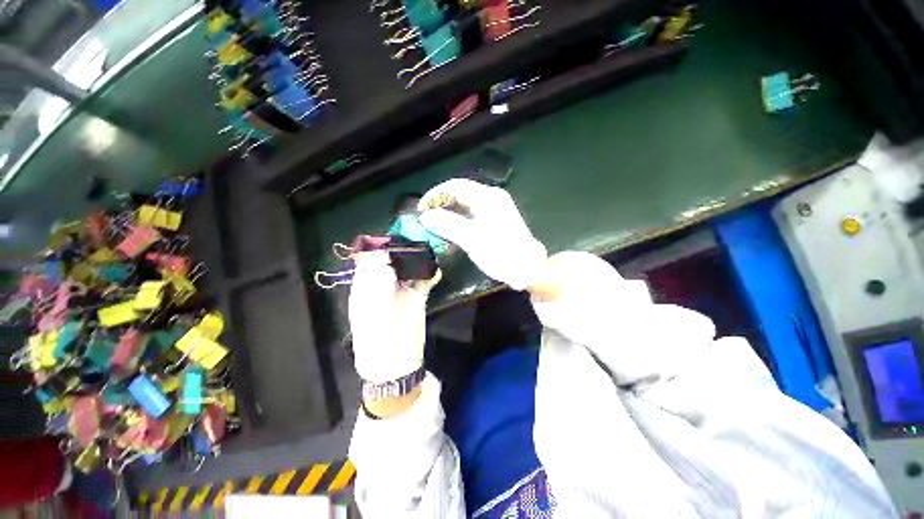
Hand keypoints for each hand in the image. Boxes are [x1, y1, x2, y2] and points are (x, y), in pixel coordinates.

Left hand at [348, 250, 440, 383]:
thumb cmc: (376, 344)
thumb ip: (377, 288)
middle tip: (416, 239)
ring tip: (428, 248)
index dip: (379, 247)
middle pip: (392, 261)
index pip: (369, 260)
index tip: (393, 238)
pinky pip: (424, 281)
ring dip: (418, 259)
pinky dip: (430, 274)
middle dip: (402, 249)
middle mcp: (383, 285)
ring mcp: (402, 290)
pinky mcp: (417, 298)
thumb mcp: (371, 316)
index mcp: (365, 287)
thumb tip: (384, 261)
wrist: (395, 367)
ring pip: (410, 268)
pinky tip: (436, 270)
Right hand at [418, 179, 546, 290]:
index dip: (435, 195)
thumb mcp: (472, 240)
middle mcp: (492, 197)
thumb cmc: (502, 254)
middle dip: (441, 202)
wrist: (528, 269)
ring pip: (466, 202)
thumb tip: (425, 216)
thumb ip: (448, 225)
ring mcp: (496, 207)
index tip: (421, 208)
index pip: (455, 186)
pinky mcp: (496, 218)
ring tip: (434, 222)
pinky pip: (472, 211)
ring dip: (449, 210)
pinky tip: (451, 227)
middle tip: (426, 216)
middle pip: (460, 192)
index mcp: (487, 197)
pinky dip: (459, 217)